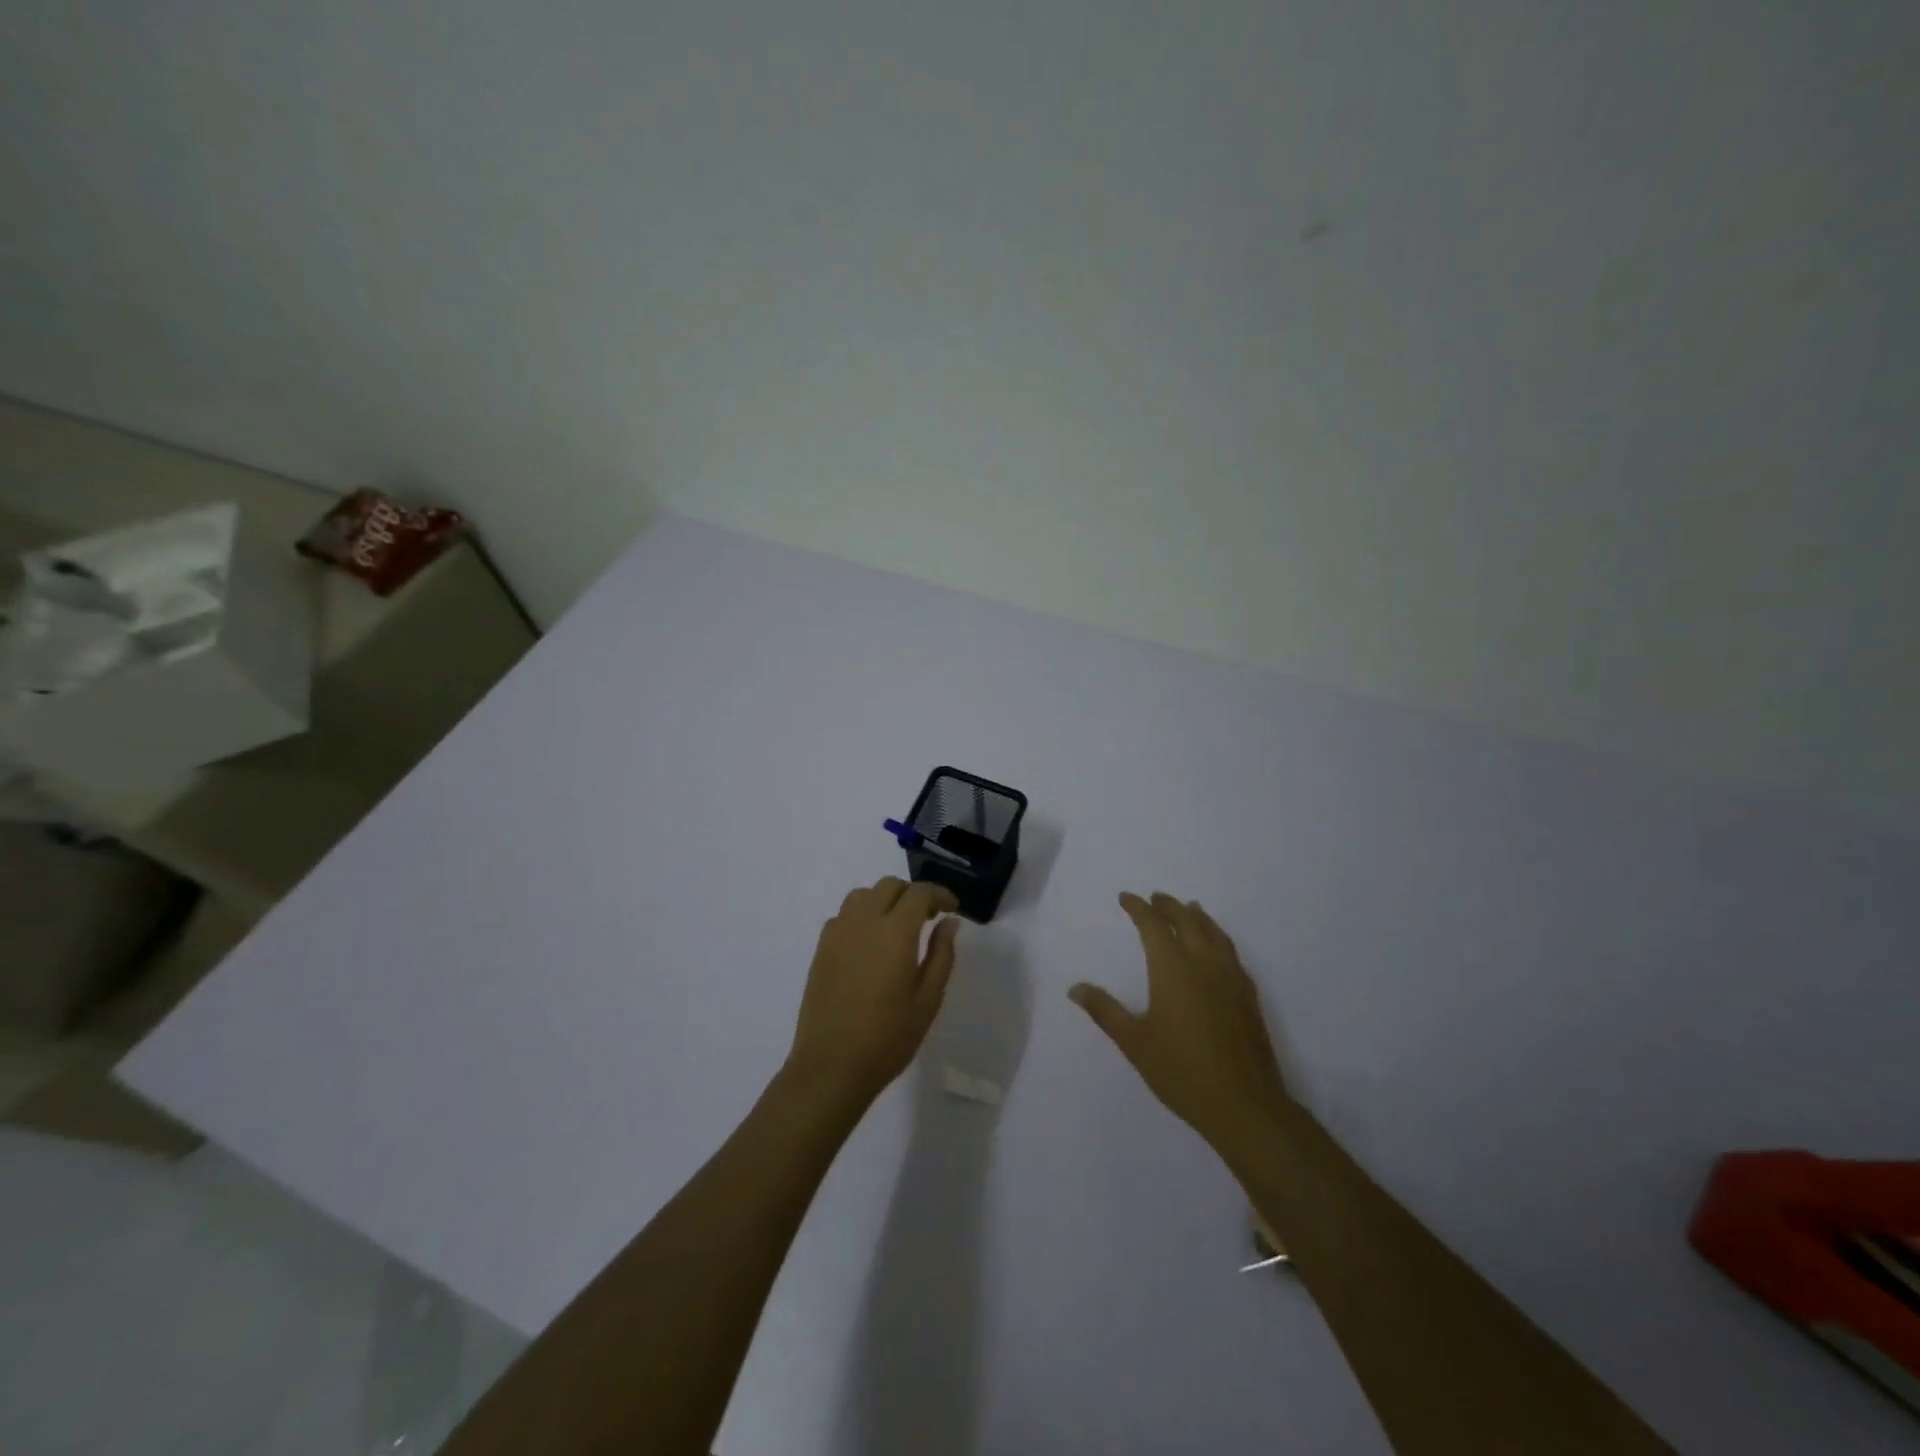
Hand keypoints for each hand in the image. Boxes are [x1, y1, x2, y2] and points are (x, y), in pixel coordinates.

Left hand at [788, 876, 961, 1105]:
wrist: (831, 1066)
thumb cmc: (887, 1038)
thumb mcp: (927, 1000)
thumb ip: (941, 955)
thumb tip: (949, 923)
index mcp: (895, 932)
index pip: (919, 892)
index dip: (939, 894)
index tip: (952, 908)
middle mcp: (864, 922)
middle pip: (889, 886)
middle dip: (913, 894)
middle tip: (929, 918)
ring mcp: (838, 933)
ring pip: (863, 895)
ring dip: (884, 900)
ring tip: (898, 926)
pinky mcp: (821, 948)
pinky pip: (844, 915)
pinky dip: (862, 915)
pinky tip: (870, 943)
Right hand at [1069, 892, 1291, 1159]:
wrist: (1244, 1104)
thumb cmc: (1181, 1071)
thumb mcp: (1134, 1042)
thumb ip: (1105, 1011)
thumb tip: (1075, 988)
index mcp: (1172, 968)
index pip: (1153, 925)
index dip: (1138, 908)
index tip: (1126, 898)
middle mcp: (1203, 963)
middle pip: (1187, 921)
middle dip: (1169, 906)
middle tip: (1156, 898)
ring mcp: (1230, 977)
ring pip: (1214, 933)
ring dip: (1197, 916)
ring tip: (1189, 908)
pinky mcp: (1248, 995)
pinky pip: (1230, 951)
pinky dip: (1217, 937)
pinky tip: (1216, 948)